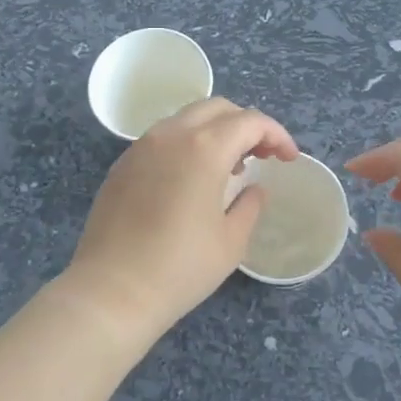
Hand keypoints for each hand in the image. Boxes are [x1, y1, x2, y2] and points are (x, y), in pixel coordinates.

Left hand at [64, 97, 298, 347]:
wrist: (112, 291)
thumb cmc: (180, 268)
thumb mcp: (231, 241)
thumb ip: (250, 205)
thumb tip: (254, 189)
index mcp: (204, 147)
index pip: (250, 122)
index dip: (276, 135)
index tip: (288, 159)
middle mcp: (171, 135)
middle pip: (217, 109)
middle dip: (246, 125)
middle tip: (262, 156)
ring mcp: (141, 147)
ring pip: (186, 119)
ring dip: (215, 132)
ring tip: (229, 168)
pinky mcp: (122, 165)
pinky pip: (162, 138)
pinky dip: (187, 144)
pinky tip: (191, 180)